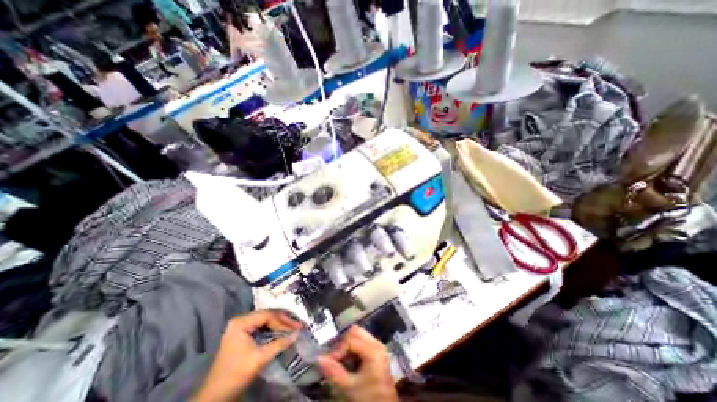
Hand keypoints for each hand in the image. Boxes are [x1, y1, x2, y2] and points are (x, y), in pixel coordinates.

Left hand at [192, 310, 299, 400]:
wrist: (216, 397)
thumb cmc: (236, 374)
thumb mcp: (260, 358)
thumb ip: (280, 343)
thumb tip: (298, 333)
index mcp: (241, 322)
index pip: (268, 316)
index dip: (284, 321)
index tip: (297, 326)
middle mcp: (241, 320)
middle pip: (267, 316)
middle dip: (283, 321)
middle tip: (297, 326)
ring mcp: (241, 326)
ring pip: (266, 320)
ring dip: (280, 324)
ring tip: (293, 327)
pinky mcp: (243, 334)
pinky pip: (262, 326)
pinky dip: (273, 329)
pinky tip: (282, 331)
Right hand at [317, 327, 399, 401]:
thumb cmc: (368, 398)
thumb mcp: (349, 388)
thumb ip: (334, 372)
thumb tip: (319, 359)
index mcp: (373, 350)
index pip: (350, 339)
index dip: (337, 349)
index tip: (328, 361)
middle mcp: (377, 343)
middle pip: (355, 331)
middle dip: (342, 343)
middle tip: (334, 358)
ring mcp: (378, 346)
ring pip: (358, 334)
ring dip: (347, 346)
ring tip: (340, 361)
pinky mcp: (377, 351)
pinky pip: (362, 341)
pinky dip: (352, 348)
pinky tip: (348, 362)